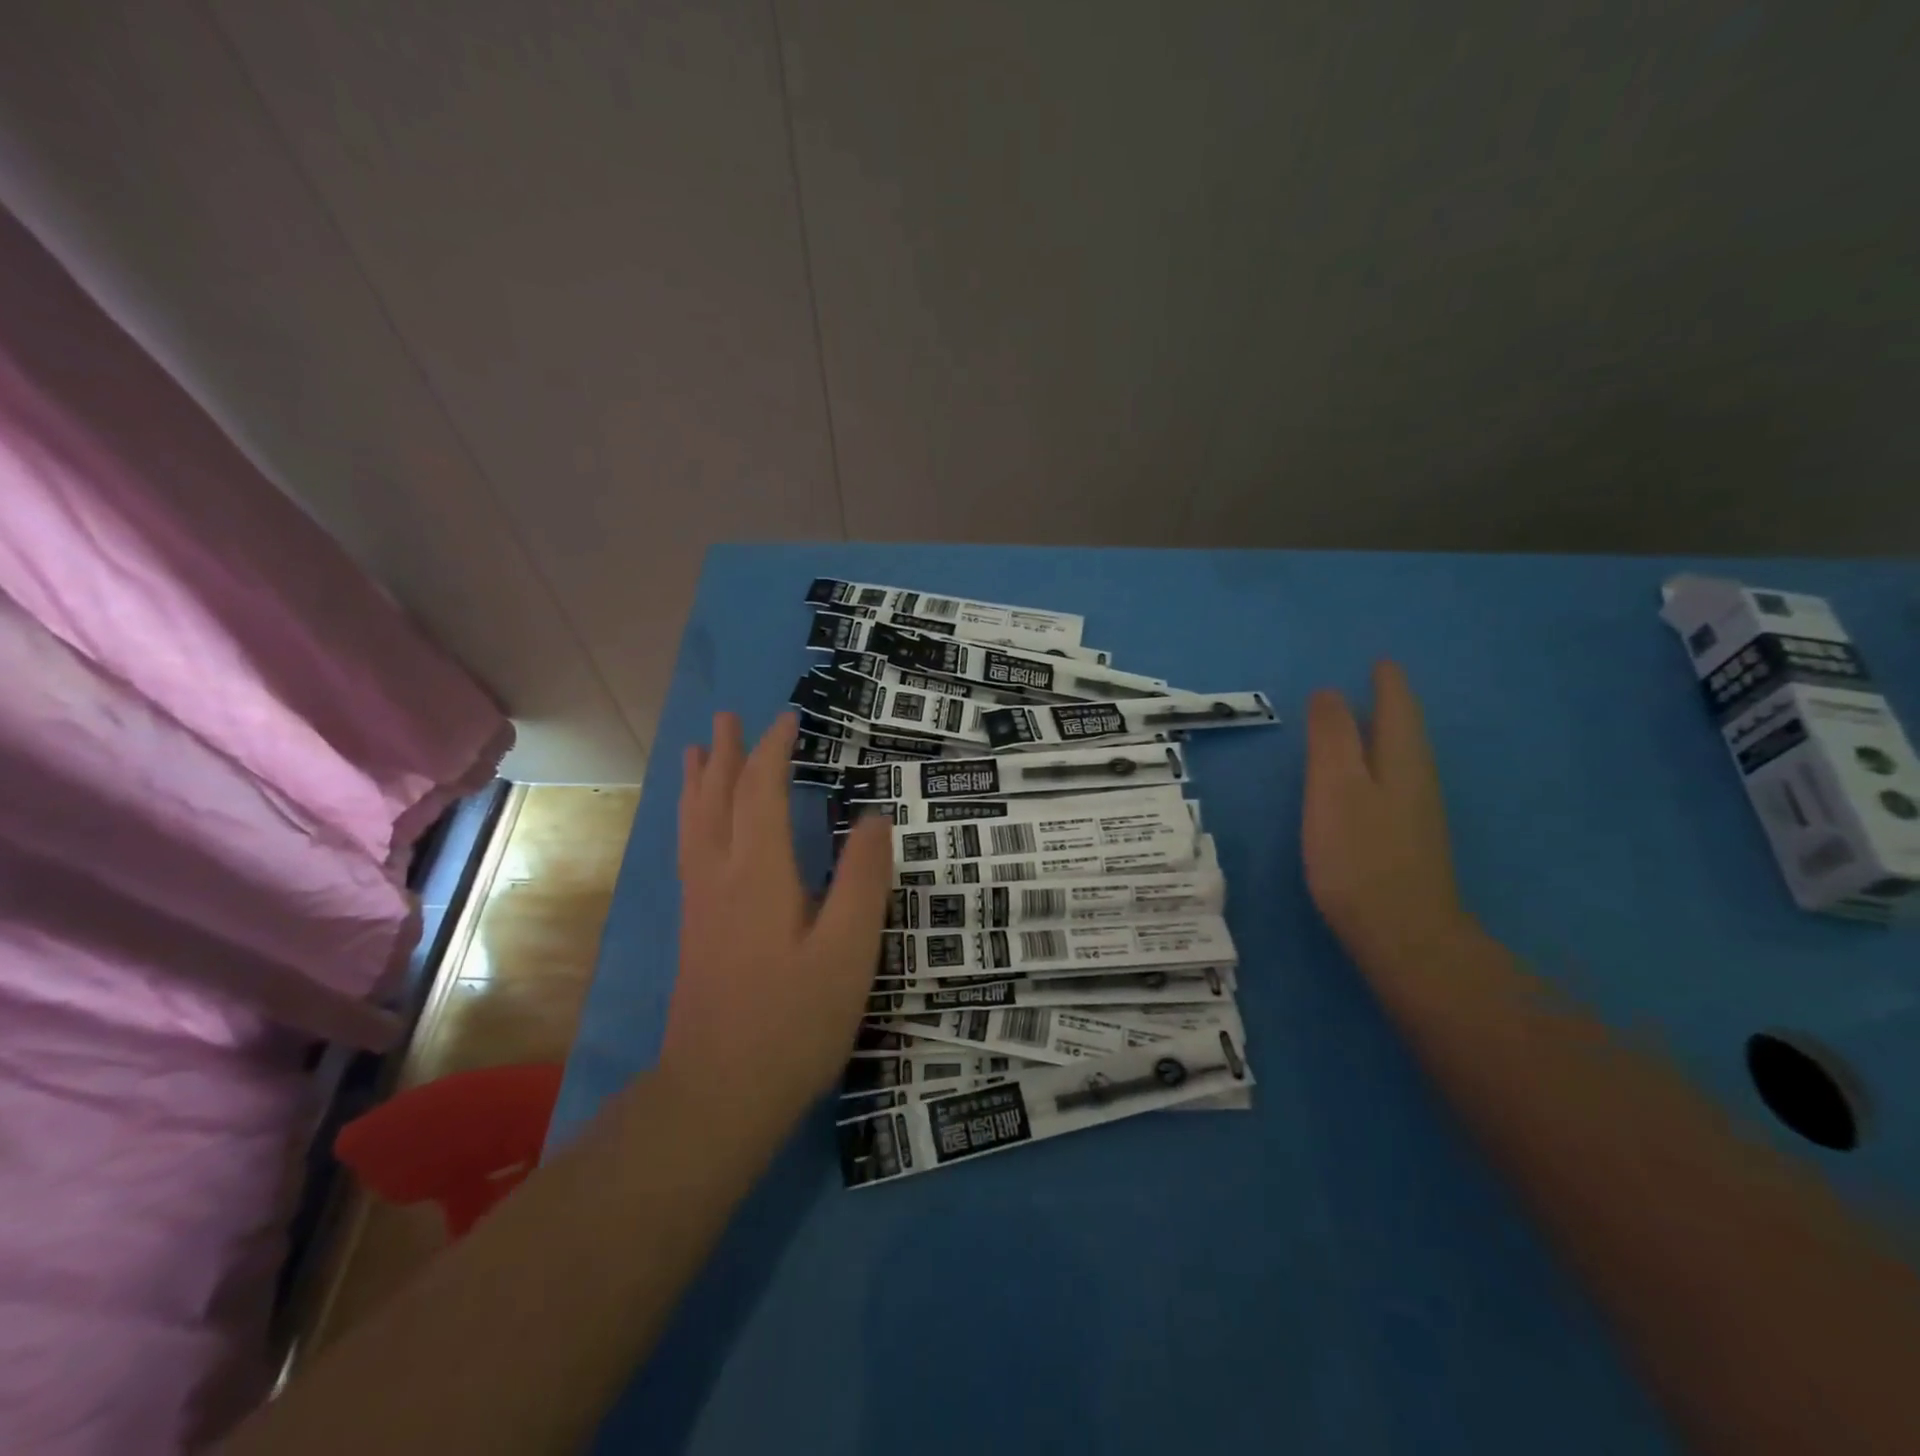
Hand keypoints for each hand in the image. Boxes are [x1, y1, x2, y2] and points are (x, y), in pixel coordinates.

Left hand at [662, 711, 892, 1133]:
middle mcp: (721, 876)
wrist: (719, 1093)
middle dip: (727, 754)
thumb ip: (863, 880)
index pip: (761, 791)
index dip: (774, 751)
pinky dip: (692, 819)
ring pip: (694, 824)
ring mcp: (702, 904)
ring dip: (699, 782)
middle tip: (728, 717)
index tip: (788, 719)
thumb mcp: (848, 951)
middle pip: (718, 799)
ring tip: (698, 753)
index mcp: (759, 872)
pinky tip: (697, 828)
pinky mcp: (696, 930)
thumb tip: (873, 817)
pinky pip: (690, 850)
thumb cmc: (793, 1020)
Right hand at [1303, 662, 1470, 974]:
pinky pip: (1396, 785)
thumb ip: (1331, 739)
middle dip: (1392, 705)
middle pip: (1407, 732)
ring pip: (1404, 759)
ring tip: (1369, 722)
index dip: (1388, 684)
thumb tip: (1330, 693)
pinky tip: (1368, 781)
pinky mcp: (1408, 842)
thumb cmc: (1359, 854)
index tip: (1381, 662)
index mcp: (1401, 760)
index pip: (1397, 709)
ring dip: (1388, 735)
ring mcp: (1417, 814)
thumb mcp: (1334, 788)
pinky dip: (1382, 766)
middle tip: (1377, 684)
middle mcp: (1417, 780)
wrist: (1402, 933)